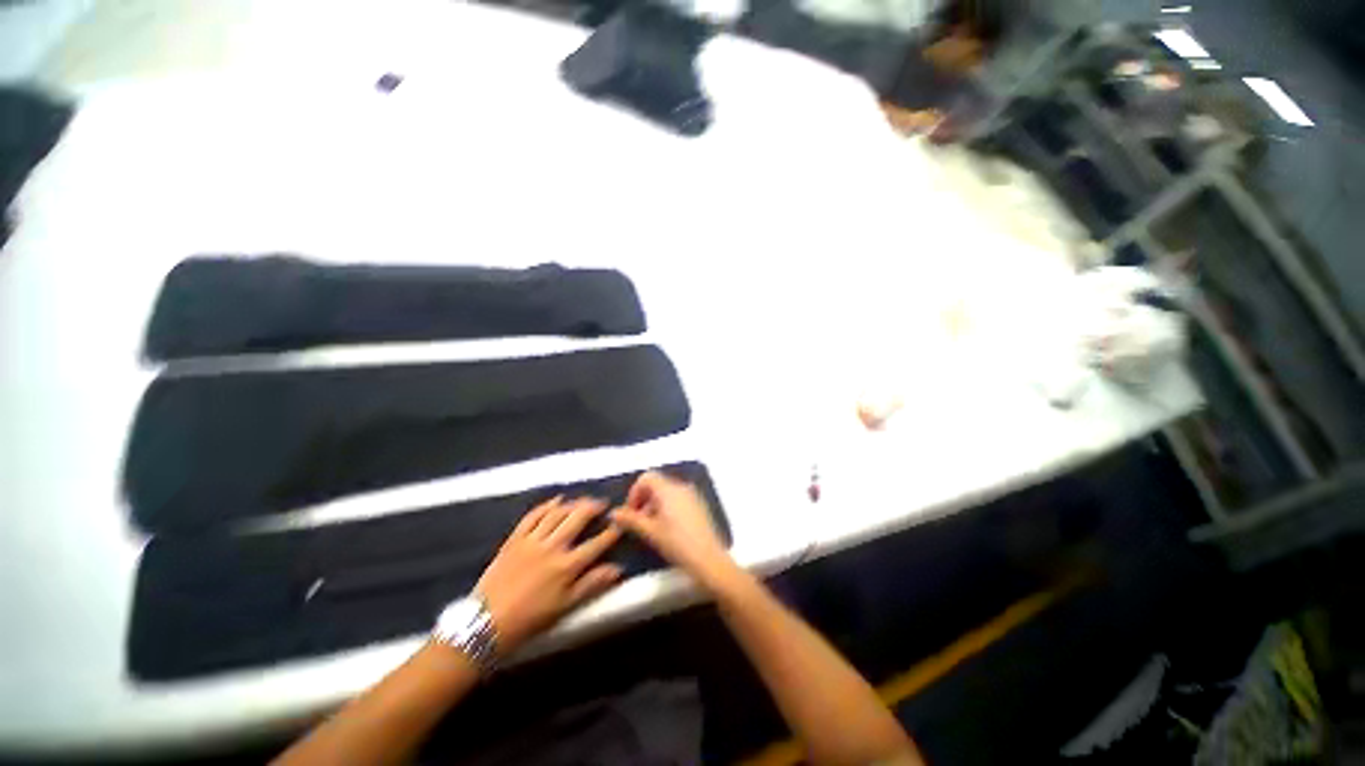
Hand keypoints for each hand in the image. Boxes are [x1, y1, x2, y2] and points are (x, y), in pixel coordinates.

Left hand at [476, 497, 622, 653]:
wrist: (485, 624)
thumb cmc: (530, 619)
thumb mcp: (565, 607)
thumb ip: (592, 585)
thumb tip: (618, 569)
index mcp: (567, 566)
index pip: (596, 543)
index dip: (612, 532)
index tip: (621, 522)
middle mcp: (552, 547)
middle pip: (578, 519)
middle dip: (593, 508)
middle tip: (603, 503)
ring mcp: (532, 540)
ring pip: (557, 513)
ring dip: (573, 503)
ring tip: (584, 501)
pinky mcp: (515, 538)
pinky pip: (533, 515)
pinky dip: (546, 505)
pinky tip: (556, 500)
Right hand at [611, 471, 736, 591]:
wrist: (709, 559)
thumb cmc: (677, 543)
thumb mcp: (650, 532)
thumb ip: (630, 520)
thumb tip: (613, 512)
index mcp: (669, 489)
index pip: (646, 477)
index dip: (634, 492)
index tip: (630, 512)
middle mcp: (681, 486)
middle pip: (657, 484)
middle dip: (643, 500)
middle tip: (638, 522)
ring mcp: (692, 495)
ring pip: (667, 492)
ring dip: (654, 505)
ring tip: (651, 528)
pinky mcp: (698, 505)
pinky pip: (678, 499)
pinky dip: (667, 508)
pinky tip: (667, 529)